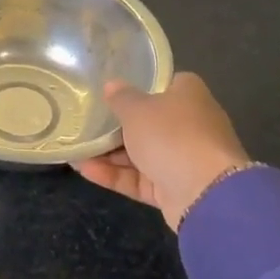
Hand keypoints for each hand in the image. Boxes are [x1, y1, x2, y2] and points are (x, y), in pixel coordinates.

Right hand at [72, 72, 252, 229]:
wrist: (205, 193)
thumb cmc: (171, 135)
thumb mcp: (137, 108)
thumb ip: (120, 97)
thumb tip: (112, 85)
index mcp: (188, 96)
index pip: (162, 85)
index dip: (137, 86)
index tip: (109, 91)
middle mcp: (189, 124)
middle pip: (147, 121)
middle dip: (115, 125)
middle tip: (83, 122)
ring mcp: (182, 158)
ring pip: (140, 152)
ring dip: (108, 153)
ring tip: (74, 149)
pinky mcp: (173, 187)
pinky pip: (139, 177)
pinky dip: (114, 174)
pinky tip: (83, 169)